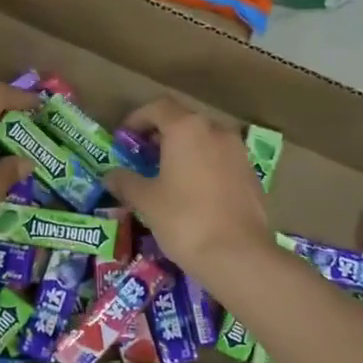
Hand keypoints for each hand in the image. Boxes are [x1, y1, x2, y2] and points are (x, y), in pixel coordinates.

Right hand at [104, 98, 273, 276]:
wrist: (238, 255)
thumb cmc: (184, 219)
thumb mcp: (146, 201)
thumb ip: (126, 182)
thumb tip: (111, 175)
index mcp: (187, 128)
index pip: (158, 107)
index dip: (138, 118)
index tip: (125, 138)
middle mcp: (216, 131)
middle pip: (184, 121)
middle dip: (161, 134)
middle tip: (143, 156)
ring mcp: (238, 152)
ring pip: (205, 140)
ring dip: (185, 150)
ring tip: (168, 175)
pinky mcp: (251, 175)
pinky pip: (221, 160)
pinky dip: (204, 166)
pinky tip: (194, 193)